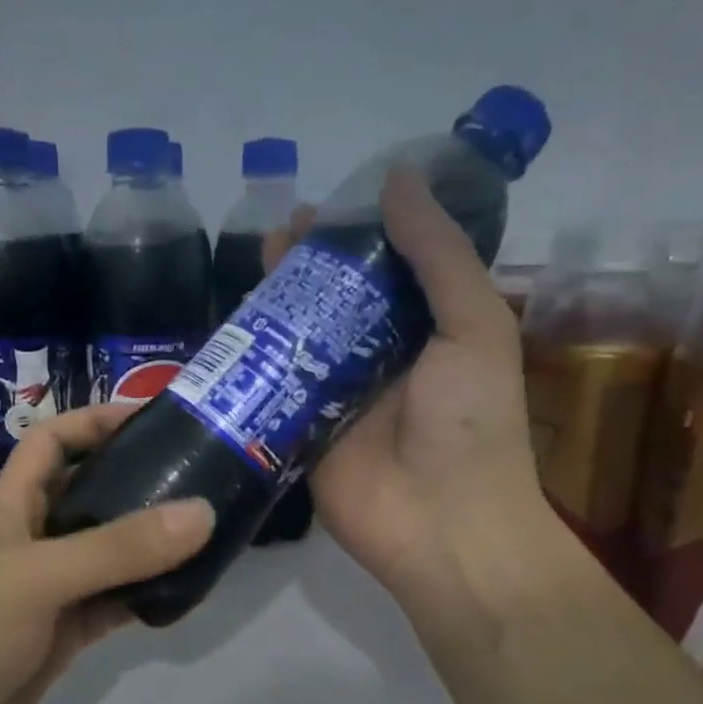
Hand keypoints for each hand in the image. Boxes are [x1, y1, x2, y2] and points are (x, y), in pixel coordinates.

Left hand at [0, 402, 213, 703]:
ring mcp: (45, 593)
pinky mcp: (58, 638)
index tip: (152, 417)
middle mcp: (30, 542)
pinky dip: (144, 597)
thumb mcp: (37, 579)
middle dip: (136, 479)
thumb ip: (118, 547)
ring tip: (206, 531)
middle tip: (199, 475)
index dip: (94, 421)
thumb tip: (202, 511)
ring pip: (106, 554)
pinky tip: (183, 594)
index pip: (51, 442)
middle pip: (88, 495)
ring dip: (148, 543)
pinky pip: (111, 605)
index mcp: (10, 508)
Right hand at [266, 169, 550, 612]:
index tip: (326, 207)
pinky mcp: (298, 431)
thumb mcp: (474, 326)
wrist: (441, 524)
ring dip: (277, 302)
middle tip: (279, 232)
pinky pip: (271, 387)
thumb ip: (439, 255)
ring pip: (298, 338)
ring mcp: (334, 397)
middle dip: (309, 266)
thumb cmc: (470, 421)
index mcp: (425, 332)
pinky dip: (250, 360)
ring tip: (254, 265)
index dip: (357, 236)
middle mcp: (378, 359)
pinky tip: (228, 328)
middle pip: (335, 301)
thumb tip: (397, 179)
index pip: (386, 271)